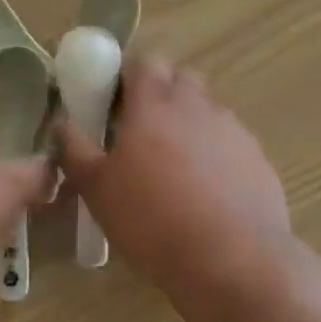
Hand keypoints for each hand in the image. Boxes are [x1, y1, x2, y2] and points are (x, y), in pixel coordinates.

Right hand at [58, 54, 288, 284]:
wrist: (233, 261)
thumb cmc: (152, 219)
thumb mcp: (97, 190)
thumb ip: (75, 150)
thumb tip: (62, 123)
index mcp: (155, 103)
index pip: (145, 60)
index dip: (129, 75)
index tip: (115, 103)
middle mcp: (197, 105)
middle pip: (181, 77)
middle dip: (162, 93)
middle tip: (142, 131)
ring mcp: (233, 130)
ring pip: (208, 110)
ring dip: (190, 124)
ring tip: (174, 167)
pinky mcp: (258, 159)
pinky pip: (231, 143)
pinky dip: (216, 155)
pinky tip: (207, 193)